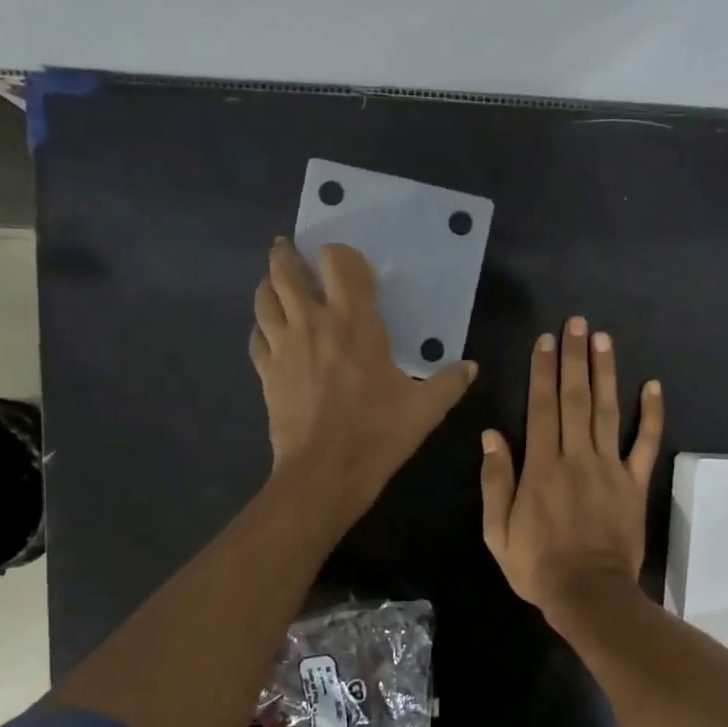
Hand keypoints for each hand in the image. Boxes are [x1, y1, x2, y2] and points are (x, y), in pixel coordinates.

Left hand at [251, 238, 475, 515]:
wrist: (324, 473)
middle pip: (286, 269)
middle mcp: (312, 322)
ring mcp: (283, 345)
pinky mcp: (266, 371)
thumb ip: (449, 383)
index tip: (348, 267)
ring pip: (263, 297)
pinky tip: (272, 334)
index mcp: (354, 321)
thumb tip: (471, 367)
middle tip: (294, 253)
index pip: (338, 261)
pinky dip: (262, 327)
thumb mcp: (424, 410)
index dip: (341, 255)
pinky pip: (256, 336)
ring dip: (270, 285)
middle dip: (289, 255)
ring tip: (278, 286)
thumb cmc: (377, 435)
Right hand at [480, 316, 664, 618]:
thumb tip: (491, 435)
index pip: (541, 408)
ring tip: (602, 339)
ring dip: (605, 372)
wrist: (589, 594)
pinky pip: (645, 443)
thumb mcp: (497, 531)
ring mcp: (610, 468)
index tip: (545, 341)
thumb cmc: (537, 565)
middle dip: (574, 358)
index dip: (542, 372)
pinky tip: (653, 386)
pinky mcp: (634, 483)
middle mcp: (576, 457)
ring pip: (608, 411)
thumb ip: (495, 481)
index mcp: (541, 467)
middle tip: (576, 323)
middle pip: (575, 399)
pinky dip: (651, 414)